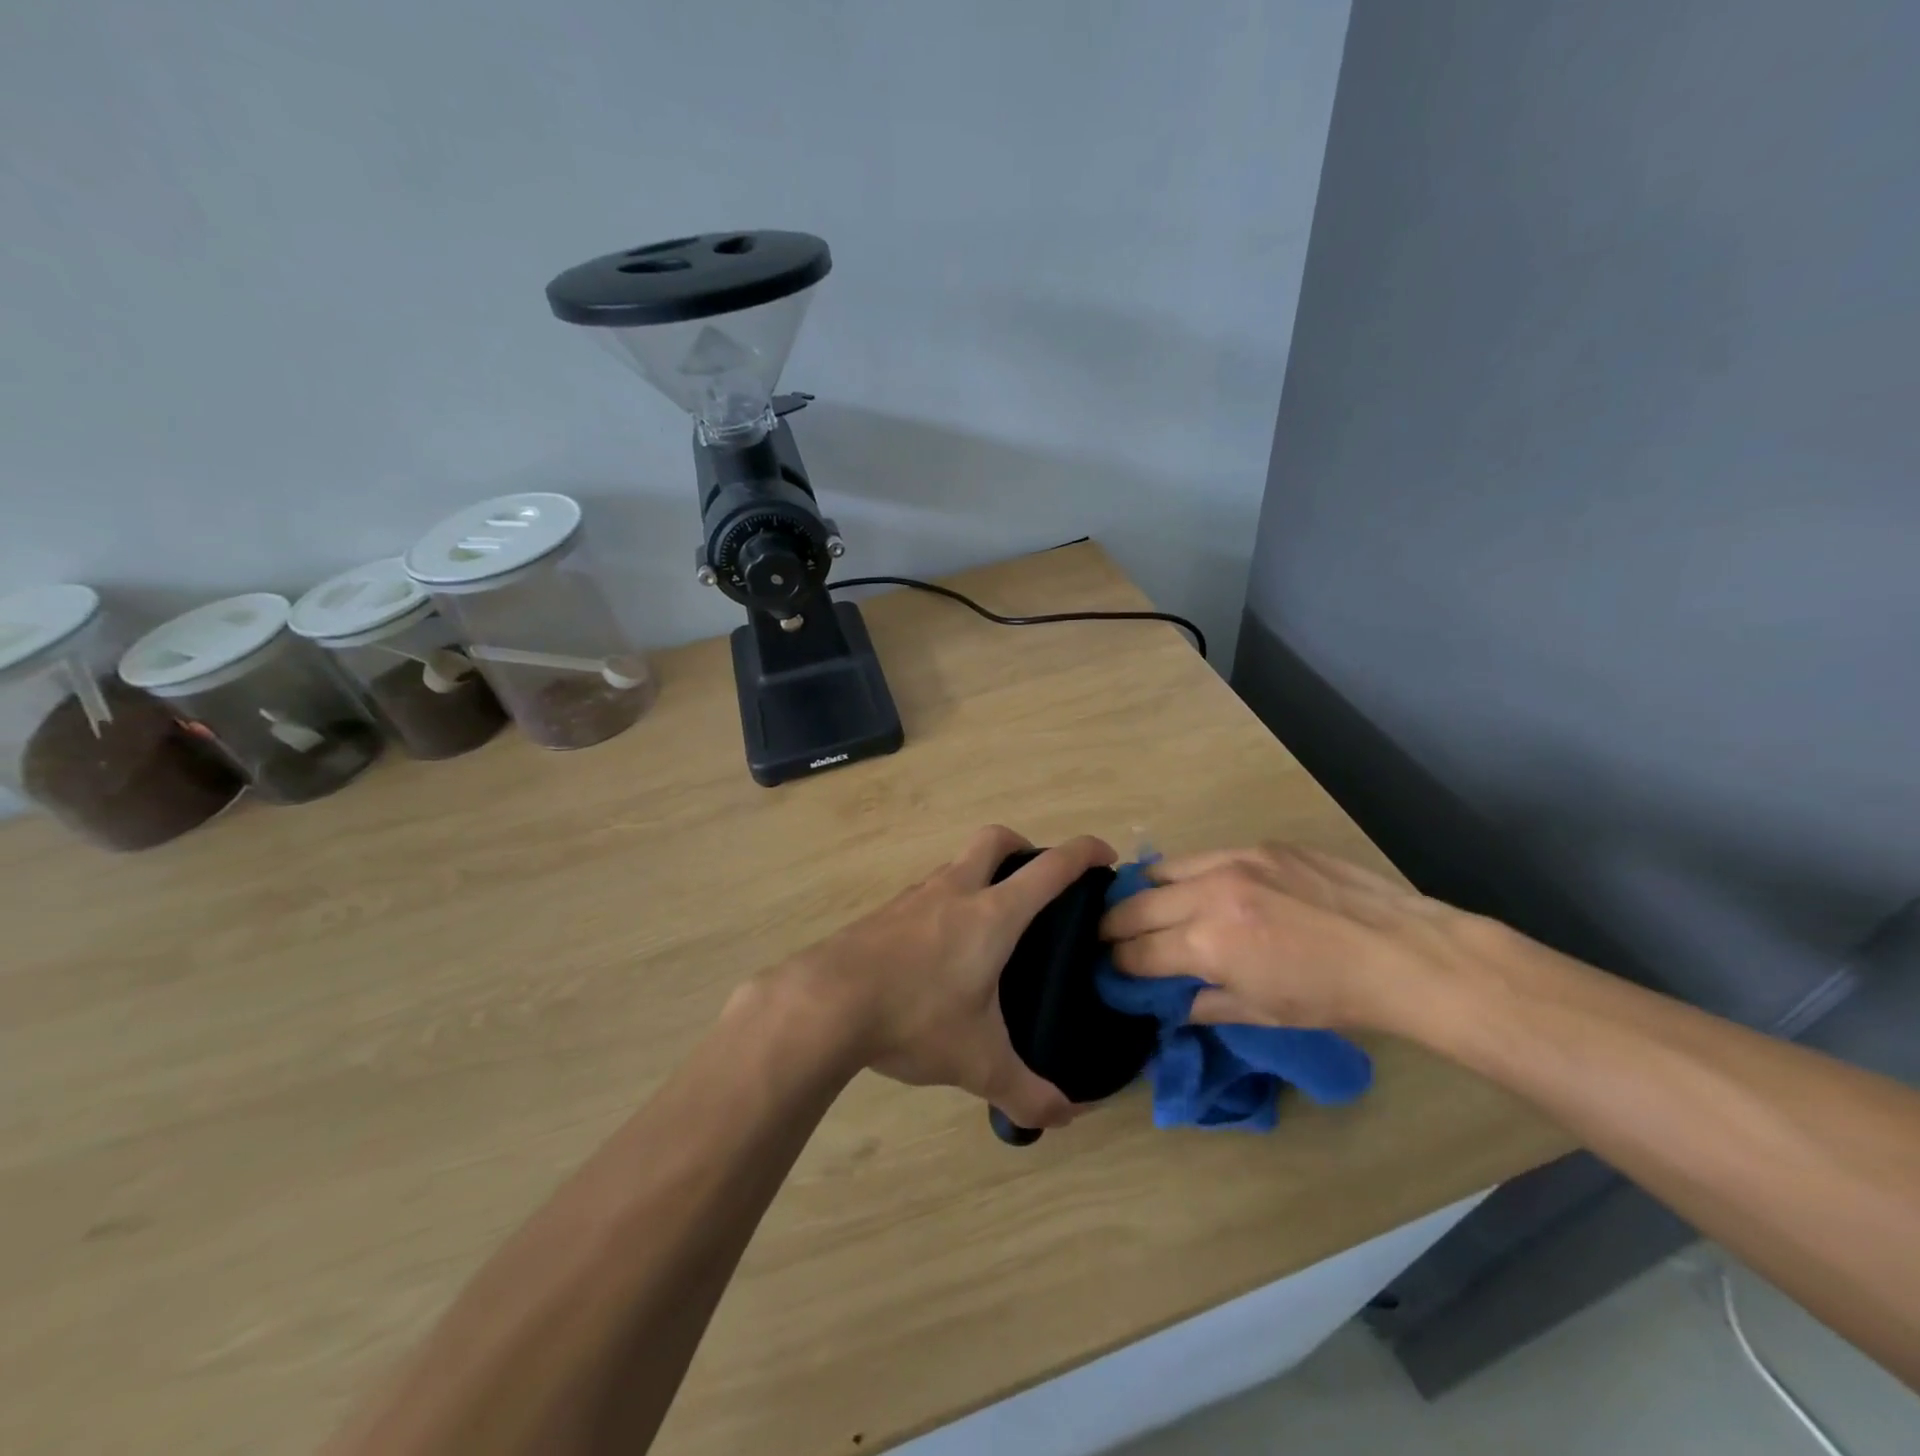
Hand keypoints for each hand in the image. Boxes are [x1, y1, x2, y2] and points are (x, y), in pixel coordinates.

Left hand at [777, 826, 1116, 1128]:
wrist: (824, 1004)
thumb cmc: (914, 1018)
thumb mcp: (978, 1062)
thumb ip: (1026, 1091)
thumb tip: (1065, 1117)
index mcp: (991, 915)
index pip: (1050, 868)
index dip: (1084, 853)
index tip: (1105, 856)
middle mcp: (954, 892)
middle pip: (995, 839)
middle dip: (1024, 847)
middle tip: (1036, 883)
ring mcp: (914, 897)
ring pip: (956, 865)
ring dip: (980, 877)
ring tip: (988, 926)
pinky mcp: (883, 913)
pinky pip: (926, 893)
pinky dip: (945, 903)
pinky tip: (939, 950)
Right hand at [1098, 844, 1479, 1033]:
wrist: (1401, 952)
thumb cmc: (1332, 997)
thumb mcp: (1261, 1013)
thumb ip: (1202, 1004)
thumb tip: (1166, 1001)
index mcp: (1209, 943)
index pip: (1138, 951)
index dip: (1118, 964)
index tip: (1110, 969)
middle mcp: (1210, 893)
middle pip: (1136, 905)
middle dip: (1113, 926)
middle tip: (1108, 938)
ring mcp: (1234, 860)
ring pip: (1161, 869)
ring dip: (1143, 893)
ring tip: (1142, 907)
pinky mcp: (1258, 845)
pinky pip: (1202, 856)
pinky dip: (1185, 875)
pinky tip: (1195, 890)